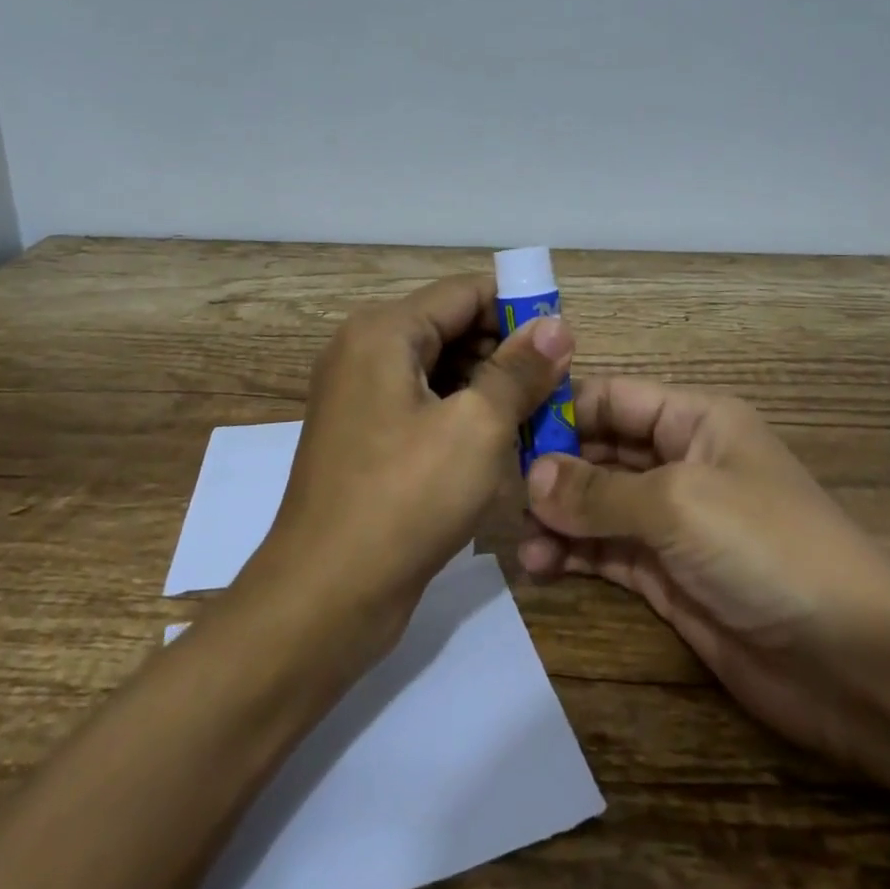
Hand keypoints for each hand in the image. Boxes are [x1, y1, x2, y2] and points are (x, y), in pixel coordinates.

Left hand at [247, 274, 573, 654]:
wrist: (325, 597)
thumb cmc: (405, 500)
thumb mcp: (477, 428)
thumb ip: (519, 369)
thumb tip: (556, 324)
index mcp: (383, 332)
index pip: (464, 292)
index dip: (519, 307)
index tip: (565, 340)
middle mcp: (365, 351)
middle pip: (451, 326)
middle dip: (506, 350)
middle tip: (557, 385)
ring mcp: (360, 395)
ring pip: (440, 368)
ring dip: (489, 385)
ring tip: (538, 415)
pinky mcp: (366, 435)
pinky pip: (423, 403)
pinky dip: (462, 412)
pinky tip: (500, 440)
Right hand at [518, 377, 889, 759]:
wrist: (854, 663)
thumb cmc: (767, 548)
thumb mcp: (679, 503)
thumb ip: (599, 489)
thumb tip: (530, 475)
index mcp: (695, 421)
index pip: (614, 399)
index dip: (562, 409)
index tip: (505, 429)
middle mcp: (681, 462)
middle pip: (601, 450)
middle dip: (553, 468)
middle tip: (500, 491)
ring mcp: (674, 522)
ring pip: (599, 505)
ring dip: (558, 517)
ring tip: (521, 541)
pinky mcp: (669, 576)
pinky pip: (608, 553)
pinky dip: (574, 555)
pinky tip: (542, 566)